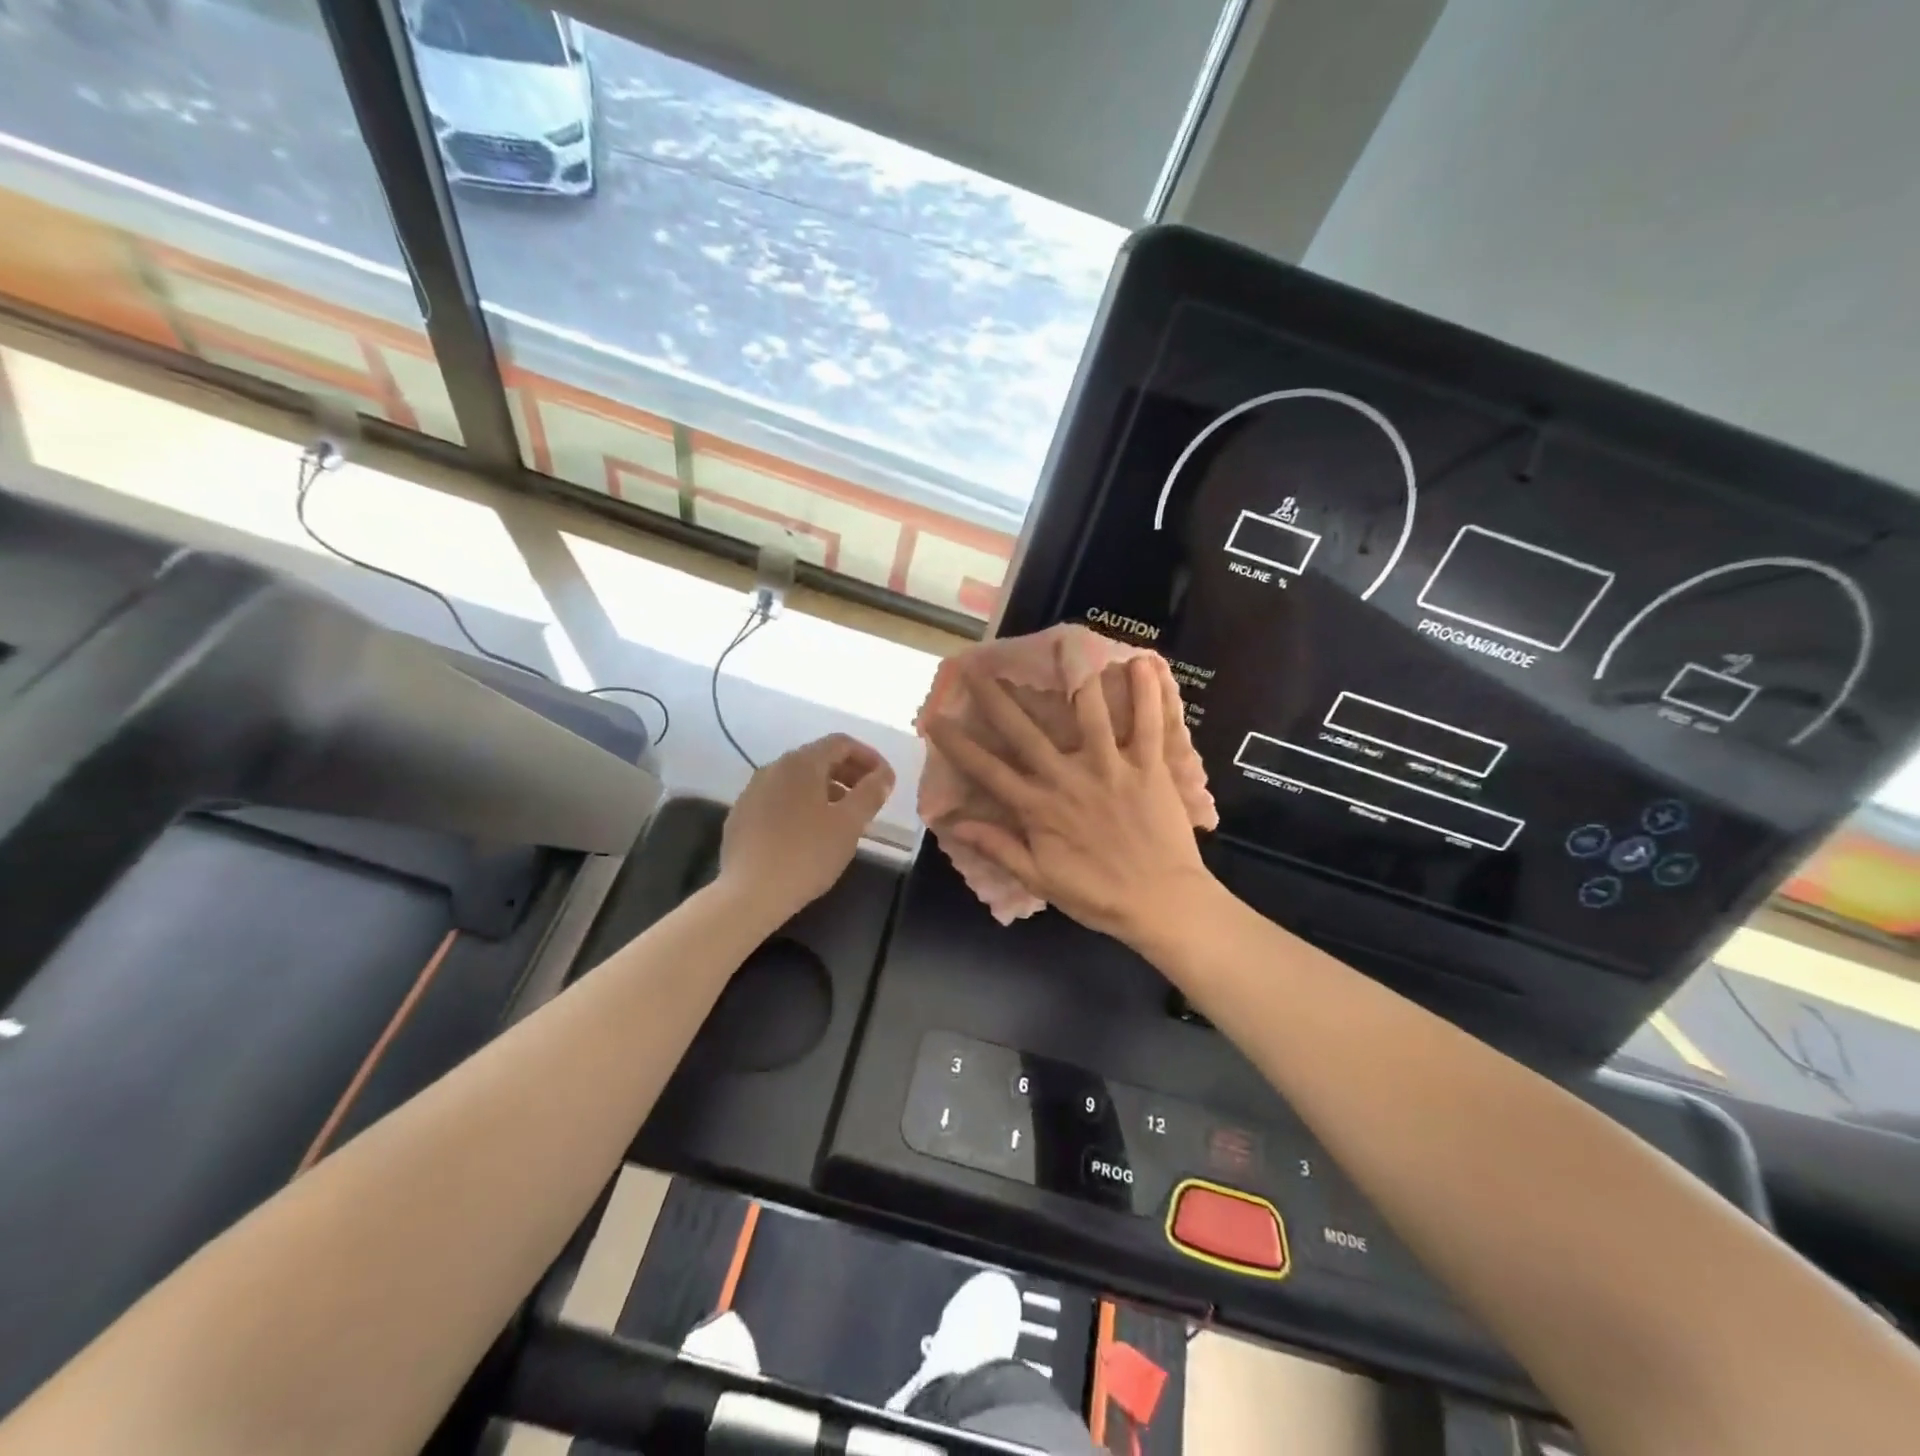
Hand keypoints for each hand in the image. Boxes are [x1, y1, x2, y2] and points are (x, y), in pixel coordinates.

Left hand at [719, 734, 895, 916]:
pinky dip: (803, 805)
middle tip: (870, 798)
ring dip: (827, 790)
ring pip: (798, 780)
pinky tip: (811, 833)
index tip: (886, 780)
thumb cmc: (807, 854)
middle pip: (818, 758)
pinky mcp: (742, 816)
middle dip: (849, 773)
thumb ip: (870, 793)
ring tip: (845, 818)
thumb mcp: (849, 824)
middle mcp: (773, 768)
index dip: (869, 757)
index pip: (841, 743)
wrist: (749, 894)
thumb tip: (883, 776)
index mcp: (801, 763)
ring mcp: (752, 791)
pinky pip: (780, 799)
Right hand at [924, 656, 1213, 944]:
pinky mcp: (1149, 768)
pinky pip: (1149, 725)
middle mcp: (1069, 779)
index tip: (935, 719)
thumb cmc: (1098, 896)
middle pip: (1026, 732)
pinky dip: (1147, 694)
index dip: (958, 744)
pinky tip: (1142, 662)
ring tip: (1064, 645)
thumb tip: (955, 823)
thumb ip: (999, 847)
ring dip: (1075, 679)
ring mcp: (1111, 768)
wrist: (1162, 904)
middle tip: (977, 668)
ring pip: (1090, 715)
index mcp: (1039, 808)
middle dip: (998, 699)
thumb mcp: (1040, 879)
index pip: (988, 771)